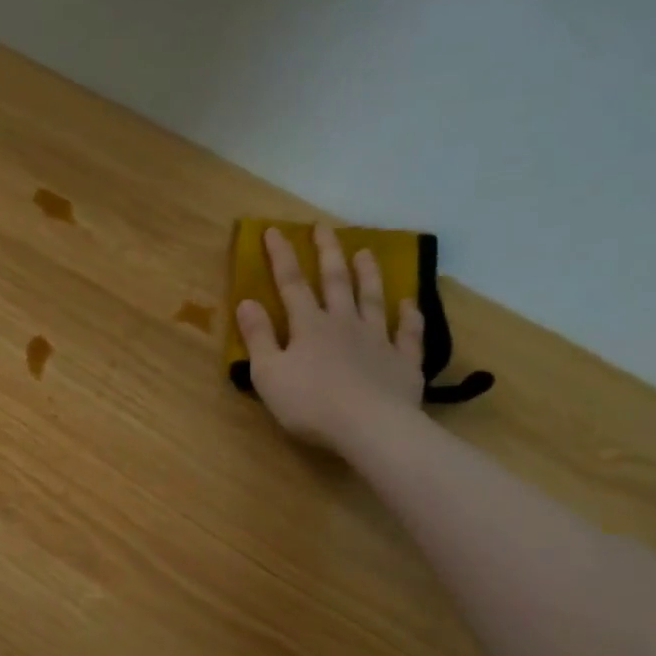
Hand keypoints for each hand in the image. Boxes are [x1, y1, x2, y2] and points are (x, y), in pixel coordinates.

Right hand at [236, 224, 425, 452]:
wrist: (369, 427)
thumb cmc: (309, 403)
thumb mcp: (268, 373)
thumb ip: (257, 337)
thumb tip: (246, 301)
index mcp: (308, 326)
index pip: (291, 283)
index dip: (282, 256)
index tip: (275, 230)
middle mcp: (344, 323)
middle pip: (336, 281)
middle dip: (328, 253)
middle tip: (324, 228)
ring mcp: (378, 340)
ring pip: (373, 299)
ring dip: (368, 275)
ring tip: (366, 252)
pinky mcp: (403, 362)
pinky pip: (408, 333)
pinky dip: (409, 316)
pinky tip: (409, 303)